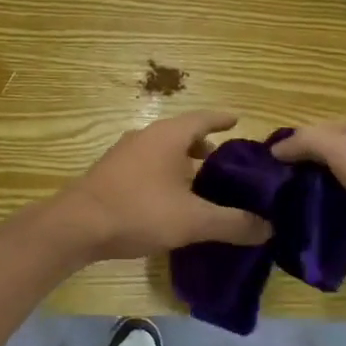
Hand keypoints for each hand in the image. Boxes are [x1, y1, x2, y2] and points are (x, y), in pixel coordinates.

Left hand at [55, 111, 271, 261]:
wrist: (78, 225)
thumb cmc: (139, 211)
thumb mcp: (193, 221)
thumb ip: (233, 223)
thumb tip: (268, 227)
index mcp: (168, 136)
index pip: (203, 118)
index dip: (222, 120)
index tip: (238, 121)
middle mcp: (146, 136)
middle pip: (182, 134)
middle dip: (205, 146)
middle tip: (227, 164)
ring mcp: (125, 153)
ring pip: (163, 150)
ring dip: (183, 161)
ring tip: (201, 184)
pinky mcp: (111, 172)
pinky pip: (148, 164)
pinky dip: (166, 173)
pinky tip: (171, 199)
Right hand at [272, 119, 345, 279]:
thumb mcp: (344, 153)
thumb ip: (306, 143)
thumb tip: (275, 148)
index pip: (314, 131)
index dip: (289, 148)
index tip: (265, 172)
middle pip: (326, 156)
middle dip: (302, 172)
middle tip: (274, 195)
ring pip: (339, 182)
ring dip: (318, 194)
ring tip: (291, 212)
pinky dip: (337, 213)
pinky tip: (321, 226)